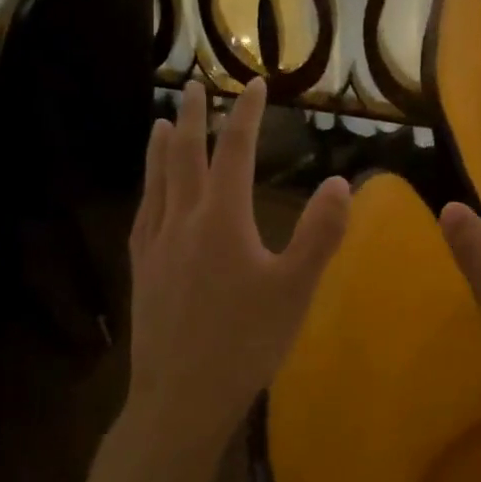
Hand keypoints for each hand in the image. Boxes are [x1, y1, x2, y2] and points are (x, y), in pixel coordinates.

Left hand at [126, 79, 350, 446]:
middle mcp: (183, 221)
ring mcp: (156, 245)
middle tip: (192, 86)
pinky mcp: (142, 270)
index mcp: (222, 220)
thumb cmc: (245, 342)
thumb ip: (320, 234)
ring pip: (157, 182)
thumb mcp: (295, 289)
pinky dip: (148, 189)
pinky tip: (149, 193)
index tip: (252, 84)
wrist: (181, 397)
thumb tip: (339, 183)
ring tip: (162, 123)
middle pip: (185, 157)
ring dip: (161, 147)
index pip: (234, 152)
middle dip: (193, 118)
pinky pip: (143, 214)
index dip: (244, 114)